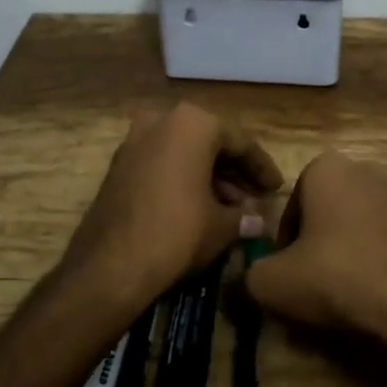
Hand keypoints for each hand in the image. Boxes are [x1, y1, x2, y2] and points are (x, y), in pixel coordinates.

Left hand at [62, 103, 282, 308]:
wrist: (110, 265)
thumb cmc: (177, 233)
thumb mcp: (222, 226)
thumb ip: (244, 216)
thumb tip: (257, 221)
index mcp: (193, 123)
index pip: (240, 142)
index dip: (262, 168)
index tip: (276, 189)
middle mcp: (162, 120)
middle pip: (210, 143)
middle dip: (234, 171)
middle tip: (255, 198)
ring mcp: (135, 140)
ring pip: (184, 152)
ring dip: (209, 176)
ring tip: (232, 208)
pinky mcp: (118, 164)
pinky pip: (162, 163)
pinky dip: (183, 179)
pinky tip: (200, 208)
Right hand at [244, 151, 386, 367]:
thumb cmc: (340, 278)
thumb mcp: (274, 284)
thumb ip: (251, 274)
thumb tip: (253, 277)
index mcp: (327, 169)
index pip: (292, 205)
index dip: (285, 244)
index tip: (290, 275)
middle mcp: (368, 170)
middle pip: (329, 212)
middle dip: (321, 243)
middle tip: (317, 285)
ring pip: (363, 226)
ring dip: (354, 252)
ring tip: (351, 295)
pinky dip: (385, 262)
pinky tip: (383, 295)